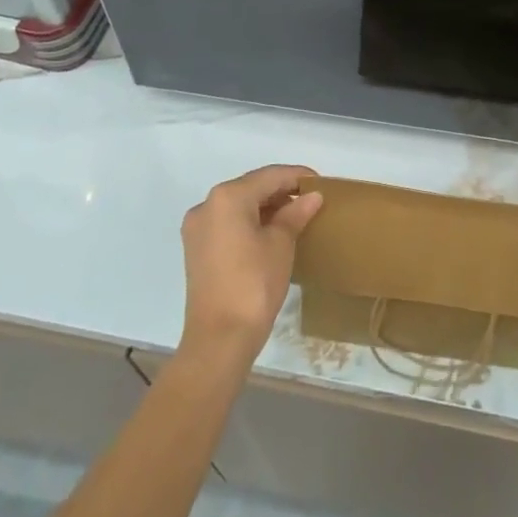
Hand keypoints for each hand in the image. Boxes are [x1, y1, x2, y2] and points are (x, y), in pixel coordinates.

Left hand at [180, 164, 322, 365]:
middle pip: (251, 187)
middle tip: (310, 200)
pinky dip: (250, 222)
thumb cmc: (254, 284)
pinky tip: (272, 232)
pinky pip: (228, 223)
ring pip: (239, 205)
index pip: (269, 176)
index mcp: (228, 197)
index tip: (321, 183)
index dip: (297, 176)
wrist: (219, 340)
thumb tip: (312, 197)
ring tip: (296, 216)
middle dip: (281, 191)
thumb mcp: (281, 244)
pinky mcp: (196, 250)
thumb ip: (295, 214)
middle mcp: (207, 205)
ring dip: (266, 207)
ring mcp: (197, 228)